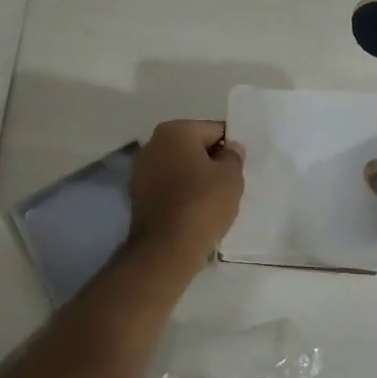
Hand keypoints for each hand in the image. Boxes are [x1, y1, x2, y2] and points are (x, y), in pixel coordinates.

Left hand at [128, 120, 245, 261]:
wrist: (167, 247)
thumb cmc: (203, 203)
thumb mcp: (231, 176)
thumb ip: (233, 156)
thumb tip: (230, 148)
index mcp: (175, 130)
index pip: (214, 130)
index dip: (230, 148)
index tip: (239, 167)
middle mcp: (153, 143)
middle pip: (192, 147)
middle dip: (210, 161)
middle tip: (229, 183)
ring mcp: (140, 170)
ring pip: (178, 167)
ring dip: (194, 177)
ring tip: (212, 200)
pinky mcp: (137, 195)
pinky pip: (167, 187)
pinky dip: (180, 193)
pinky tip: (194, 211)